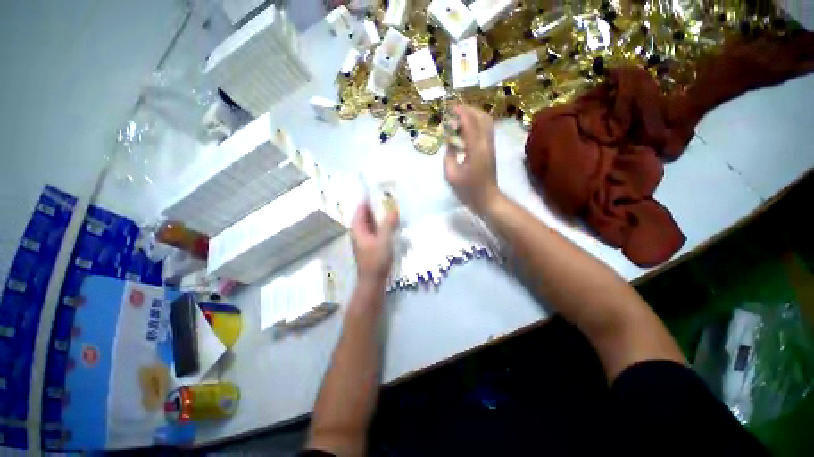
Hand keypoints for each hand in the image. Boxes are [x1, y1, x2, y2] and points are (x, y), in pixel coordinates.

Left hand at [351, 201, 398, 284]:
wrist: (373, 281)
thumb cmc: (376, 260)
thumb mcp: (384, 240)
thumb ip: (388, 224)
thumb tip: (393, 209)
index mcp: (358, 228)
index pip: (362, 207)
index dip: (369, 198)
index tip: (380, 190)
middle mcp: (360, 231)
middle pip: (367, 214)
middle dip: (377, 206)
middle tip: (391, 197)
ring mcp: (365, 238)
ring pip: (373, 222)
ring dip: (381, 215)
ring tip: (393, 207)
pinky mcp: (371, 244)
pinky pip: (377, 229)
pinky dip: (383, 224)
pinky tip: (393, 223)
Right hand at [444, 105, 501, 213]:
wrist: (487, 198)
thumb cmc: (468, 190)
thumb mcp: (452, 175)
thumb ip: (449, 156)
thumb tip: (449, 143)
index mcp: (476, 149)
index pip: (470, 123)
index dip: (461, 113)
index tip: (451, 108)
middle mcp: (486, 144)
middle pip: (483, 117)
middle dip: (469, 110)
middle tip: (455, 111)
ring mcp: (491, 146)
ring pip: (487, 122)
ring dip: (475, 115)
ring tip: (461, 117)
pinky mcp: (491, 150)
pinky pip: (486, 130)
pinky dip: (477, 124)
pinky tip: (467, 129)